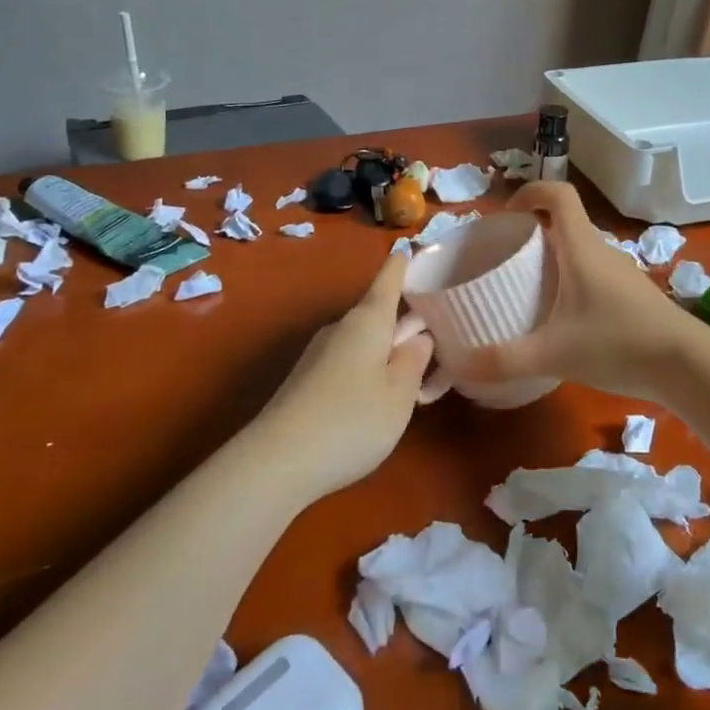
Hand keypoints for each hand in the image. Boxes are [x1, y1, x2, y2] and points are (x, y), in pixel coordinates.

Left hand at [251, 252, 435, 498]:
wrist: (275, 463)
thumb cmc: (351, 421)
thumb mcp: (399, 395)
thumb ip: (414, 362)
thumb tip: (418, 338)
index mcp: (367, 322)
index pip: (387, 281)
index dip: (400, 265)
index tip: (408, 246)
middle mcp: (340, 329)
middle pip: (377, 314)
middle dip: (402, 323)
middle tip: (434, 340)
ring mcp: (318, 355)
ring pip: (362, 342)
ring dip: (385, 352)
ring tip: (409, 382)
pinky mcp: (305, 381)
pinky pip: (347, 364)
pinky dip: (366, 372)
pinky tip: (373, 404)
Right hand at [453, 181, 701, 400]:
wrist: (686, 364)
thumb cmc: (617, 343)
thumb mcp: (552, 354)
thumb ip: (503, 360)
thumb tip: (459, 364)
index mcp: (582, 247)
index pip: (558, 194)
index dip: (531, 192)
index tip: (507, 214)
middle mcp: (602, 251)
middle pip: (566, 223)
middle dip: (534, 232)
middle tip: (507, 258)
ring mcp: (622, 273)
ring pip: (582, 250)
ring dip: (555, 258)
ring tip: (529, 289)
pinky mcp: (633, 296)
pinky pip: (595, 274)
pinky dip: (573, 281)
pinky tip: (563, 319)